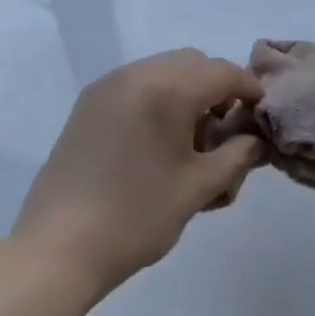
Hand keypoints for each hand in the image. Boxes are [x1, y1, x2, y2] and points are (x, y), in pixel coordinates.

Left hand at [10, 48, 264, 297]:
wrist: (55, 252)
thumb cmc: (135, 218)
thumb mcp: (198, 189)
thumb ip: (236, 156)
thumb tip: (255, 140)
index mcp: (169, 89)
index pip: (224, 73)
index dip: (248, 90)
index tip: (260, 114)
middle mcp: (139, 73)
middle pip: (194, 63)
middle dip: (216, 88)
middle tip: (222, 130)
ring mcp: (109, 85)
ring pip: (165, 69)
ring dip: (186, 91)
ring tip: (187, 139)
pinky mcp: (89, 102)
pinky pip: (138, 83)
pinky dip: (157, 97)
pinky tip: (155, 140)